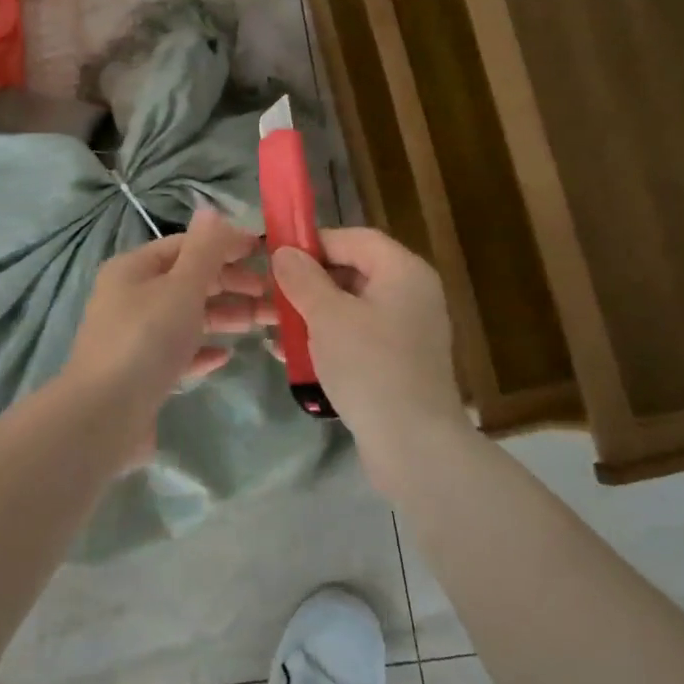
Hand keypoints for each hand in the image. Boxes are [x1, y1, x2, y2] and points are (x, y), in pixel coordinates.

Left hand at [62, 208, 273, 466]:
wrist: (104, 416)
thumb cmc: (145, 340)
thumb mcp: (181, 288)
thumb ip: (203, 250)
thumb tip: (211, 209)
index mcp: (133, 269)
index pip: (185, 245)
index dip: (226, 245)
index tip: (266, 254)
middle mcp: (130, 298)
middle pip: (189, 282)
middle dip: (232, 285)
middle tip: (274, 297)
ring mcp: (134, 337)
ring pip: (187, 318)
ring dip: (225, 317)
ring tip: (264, 324)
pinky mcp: (141, 373)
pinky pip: (178, 353)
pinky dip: (202, 350)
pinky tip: (226, 356)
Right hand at [270, 229, 466, 475]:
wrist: (412, 444)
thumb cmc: (369, 367)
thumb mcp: (327, 316)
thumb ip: (302, 278)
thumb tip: (284, 252)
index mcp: (403, 272)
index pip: (354, 238)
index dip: (313, 243)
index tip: (275, 258)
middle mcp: (411, 294)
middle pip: (352, 272)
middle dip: (307, 283)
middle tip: (270, 296)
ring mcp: (407, 331)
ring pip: (350, 307)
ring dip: (311, 314)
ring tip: (274, 329)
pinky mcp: (398, 362)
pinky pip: (357, 337)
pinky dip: (327, 339)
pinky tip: (293, 356)